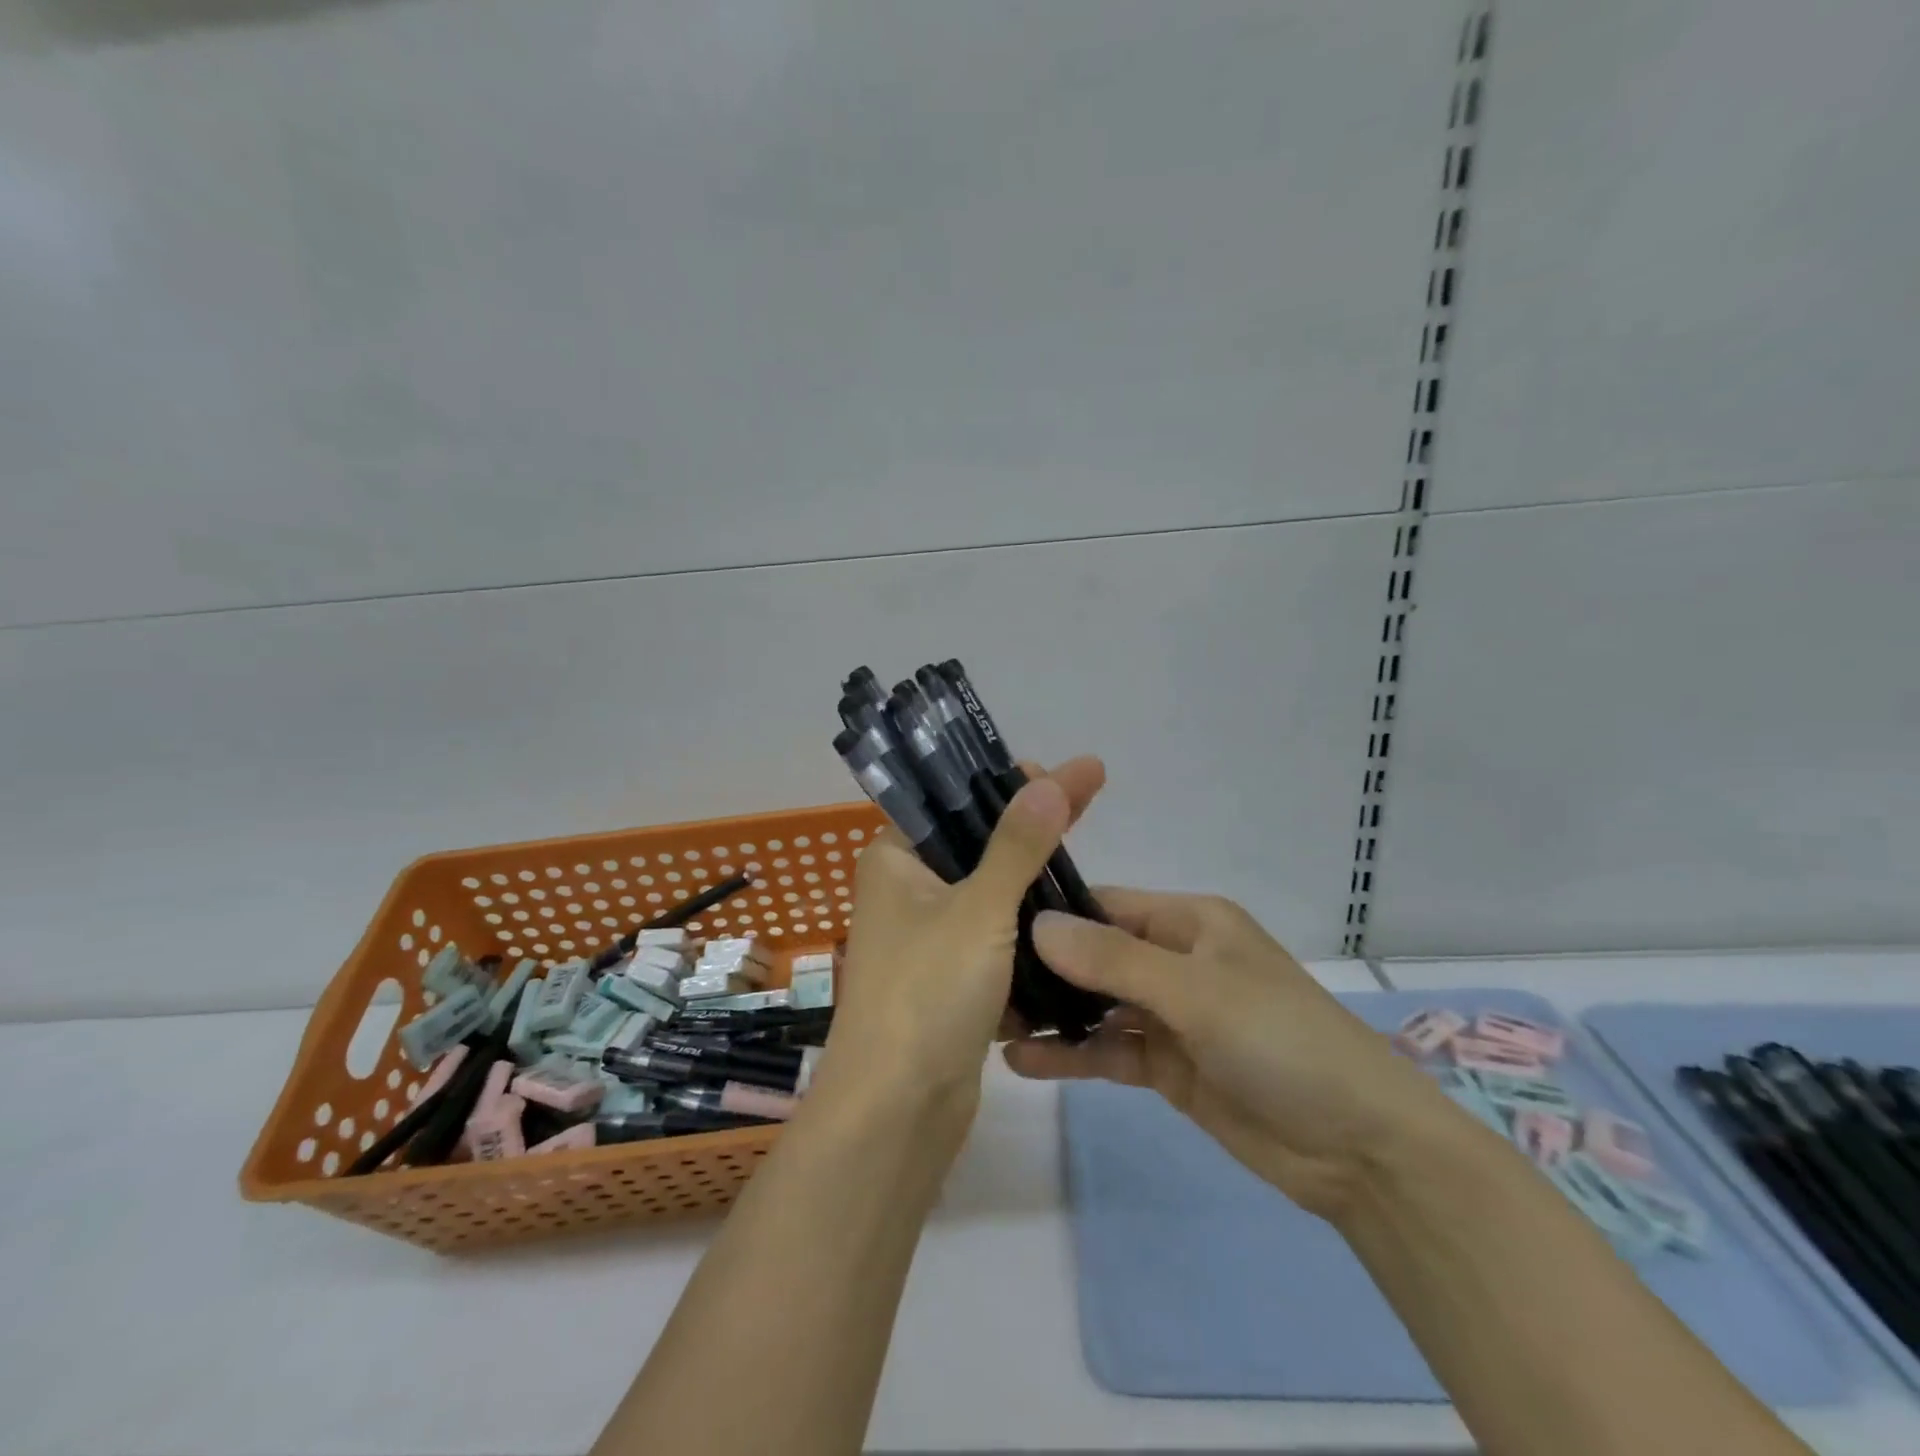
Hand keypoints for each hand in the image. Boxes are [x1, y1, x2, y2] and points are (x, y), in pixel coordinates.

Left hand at [816, 756, 1108, 1136]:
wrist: (898, 1112)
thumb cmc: (928, 993)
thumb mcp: (979, 909)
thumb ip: (1017, 845)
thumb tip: (1050, 779)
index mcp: (895, 862)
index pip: (950, 802)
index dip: (999, 783)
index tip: (1051, 771)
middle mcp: (906, 894)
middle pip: (976, 846)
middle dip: (1029, 828)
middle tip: (1086, 796)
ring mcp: (928, 940)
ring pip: (990, 896)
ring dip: (1032, 882)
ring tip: (1084, 854)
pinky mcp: (951, 981)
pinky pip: (995, 941)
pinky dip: (1027, 930)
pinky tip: (1071, 912)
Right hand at [1006, 891, 1446, 1221]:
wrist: (1360, 1149)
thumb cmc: (1282, 1042)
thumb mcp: (1196, 992)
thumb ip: (1113, 960)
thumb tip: (1037, 924)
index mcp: (1189, 921)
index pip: (1105, 904)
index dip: (1052, 913)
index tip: (989, 925)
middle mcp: (1175, 959)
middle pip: (1095, 955)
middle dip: (1043, 968)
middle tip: (977, 982)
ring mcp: (1171, 1015)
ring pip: (1098, 1005)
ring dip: (1053, 1014)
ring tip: (990, 1023)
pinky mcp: (1169, 1065)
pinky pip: (1110, 1050)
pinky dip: (1072, 1055)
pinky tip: (1023, 1062)